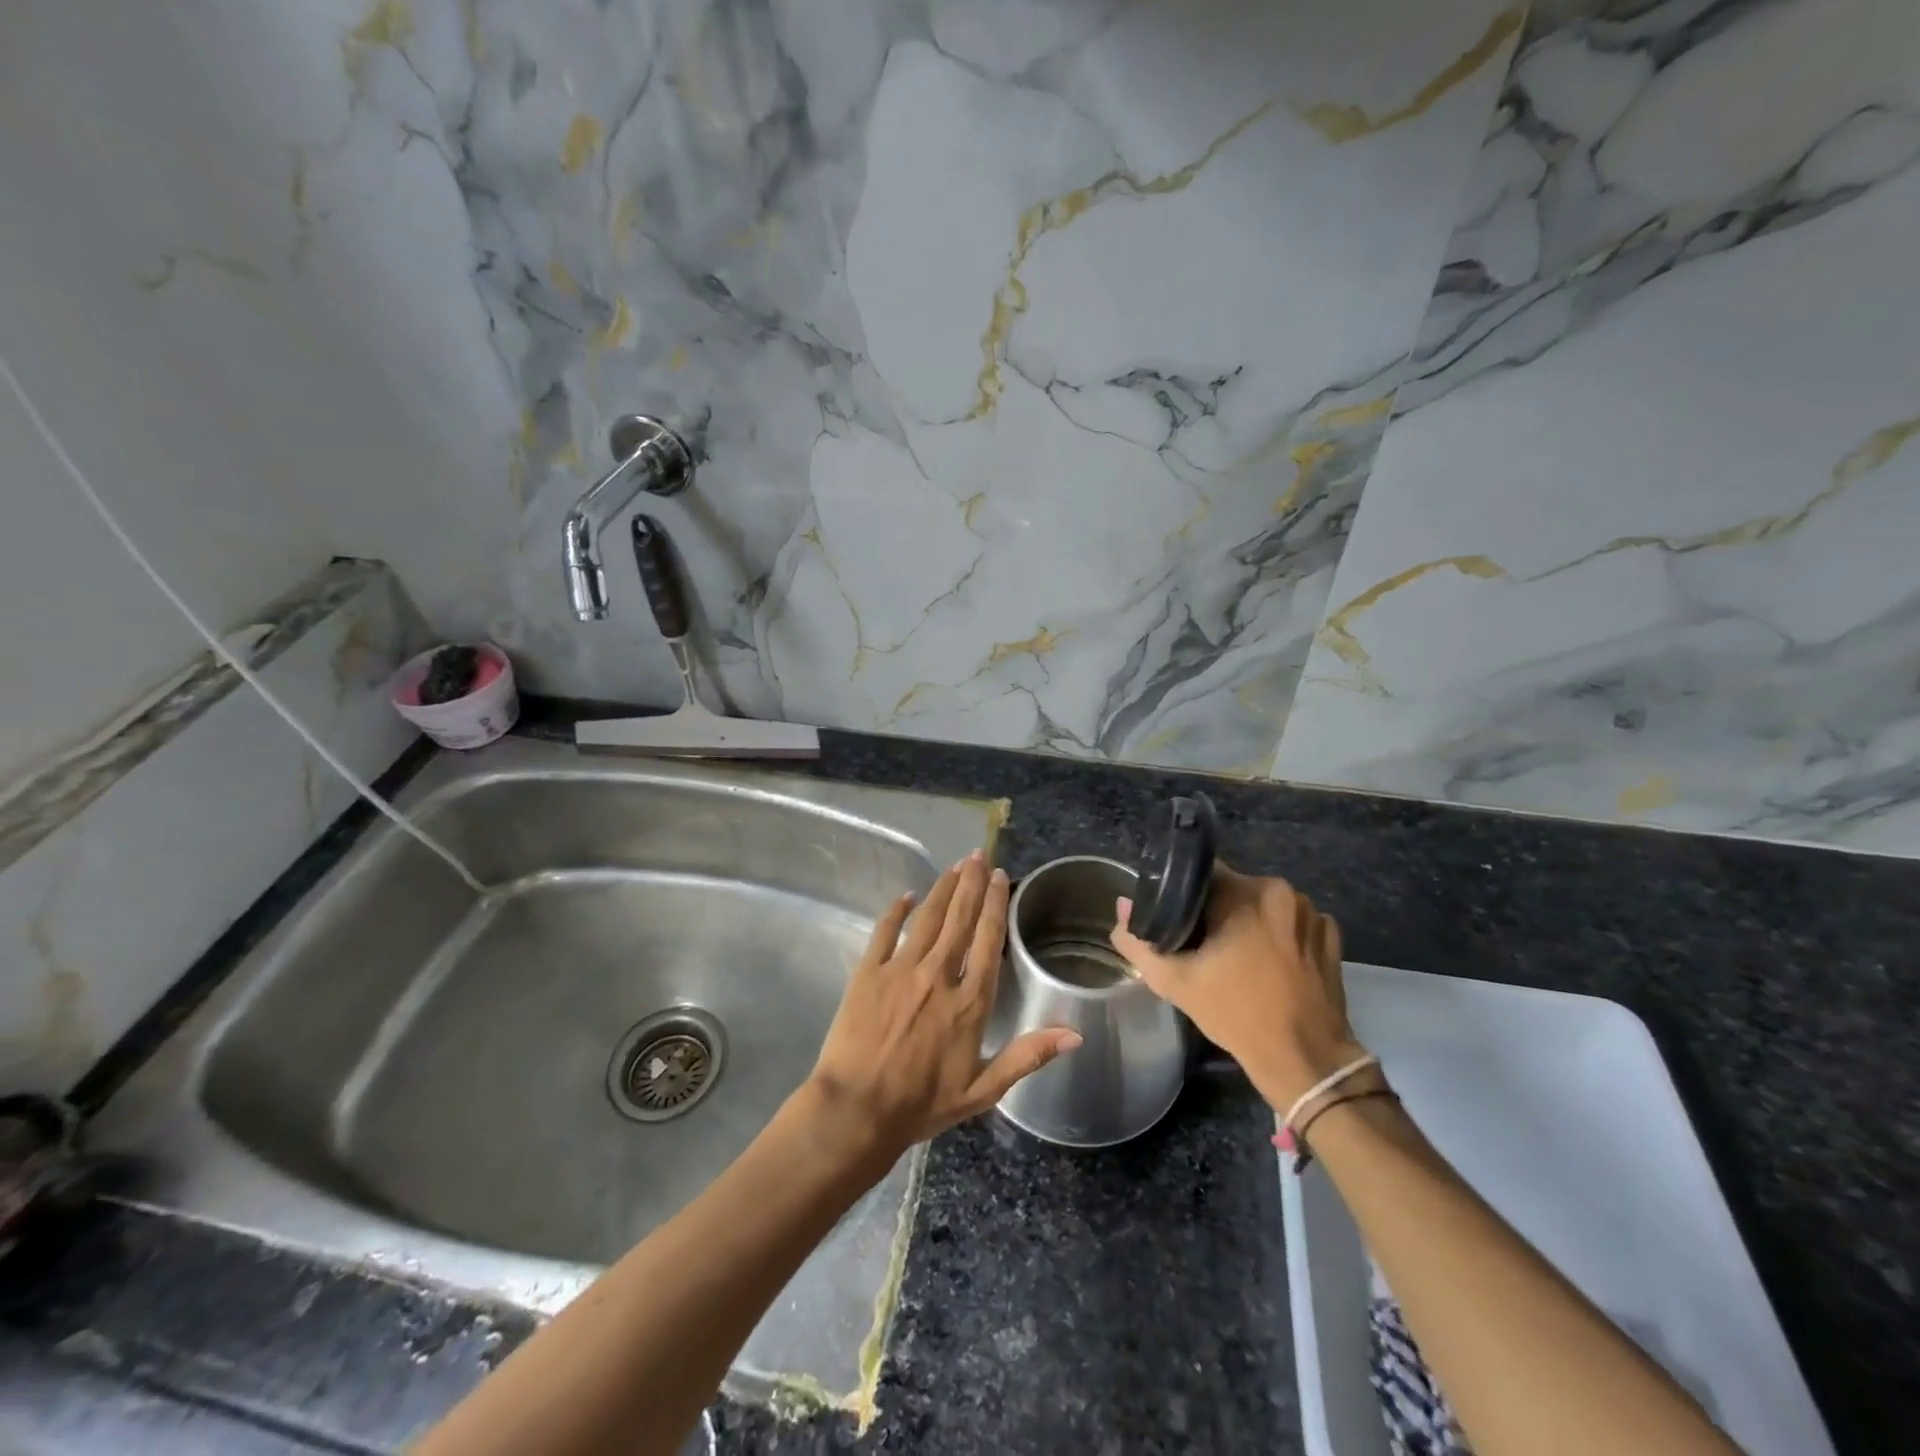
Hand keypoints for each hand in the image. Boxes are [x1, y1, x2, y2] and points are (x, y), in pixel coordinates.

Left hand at [805, 851, 1081, 1163]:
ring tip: (956, 865)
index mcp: (969, 1002)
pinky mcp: (868, 972)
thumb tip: (1075, 1033)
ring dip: (943, 889)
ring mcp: (901, 970)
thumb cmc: (922, 1104)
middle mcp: (938, 976)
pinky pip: (884, 932)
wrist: (857, 1110)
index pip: (987, 941)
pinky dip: (896, 911)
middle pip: (959, 919)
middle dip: (972, 884)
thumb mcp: (983, 1090)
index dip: (996, 905)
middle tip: (979, 855)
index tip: (1001, 877)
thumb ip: (1027, 1056)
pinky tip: (906, 895)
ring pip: (927, 918)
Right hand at [1109, 866, 1365, 1109]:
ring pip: (1262, 904)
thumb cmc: (1236, 1014)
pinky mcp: (1330, 935)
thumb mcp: (1174, 981)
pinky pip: (1291, 922)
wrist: (1305, 1060)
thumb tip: (1122, 906)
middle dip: (1215, 910)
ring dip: (1247, 921)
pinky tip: (1269, 964)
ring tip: (1236, 956)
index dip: (1182, 894)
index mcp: (1244, 893)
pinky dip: (1278, 935)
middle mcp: (1282, 890)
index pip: (1201, 873)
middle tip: (1201, 945)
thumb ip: (1139, 941)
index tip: (1175, 919)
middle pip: (1233, 888)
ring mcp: (1311, 912)